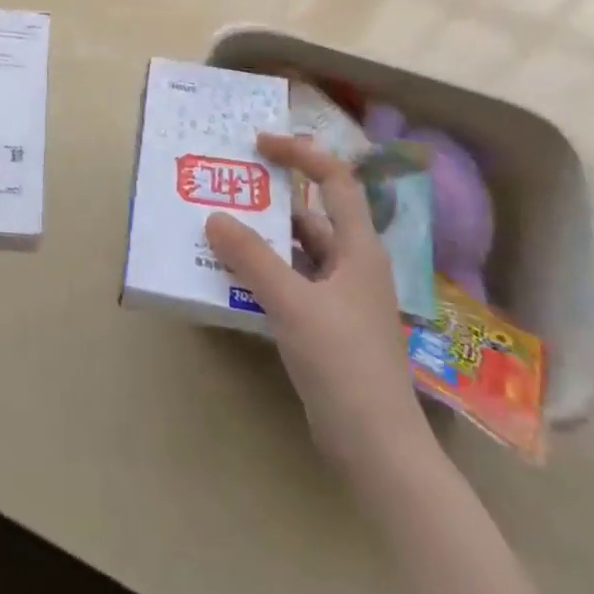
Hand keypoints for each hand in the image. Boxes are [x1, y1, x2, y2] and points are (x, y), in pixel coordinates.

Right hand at [206, 132, 427, 473]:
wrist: (378, 449)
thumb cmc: (343, 363)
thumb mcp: (293, 304)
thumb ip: (252, 258)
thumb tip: (214, 217)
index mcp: (358, 248)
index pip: (335, 180)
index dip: (300, 154)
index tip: (259, 144)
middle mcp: (352, 264)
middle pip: (311, 214)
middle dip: (270, 199)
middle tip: (227, 186)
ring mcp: (341, 297)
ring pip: (298, 251)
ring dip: (263, 239)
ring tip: (218, 227)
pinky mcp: (327, 326)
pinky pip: (292, 282)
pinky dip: (265, 272)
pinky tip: (232, 276)